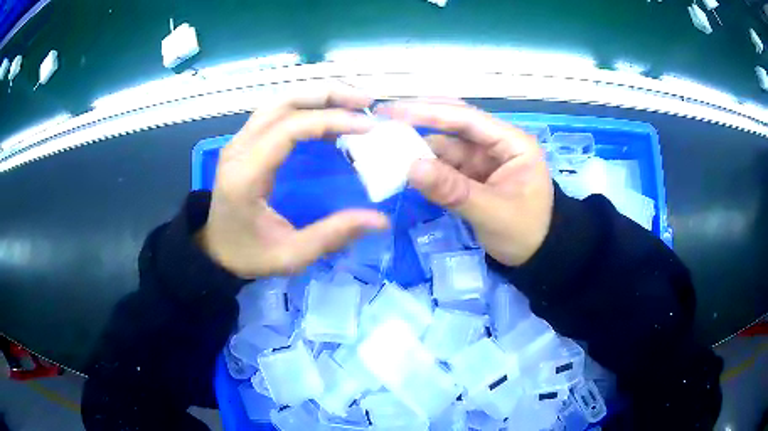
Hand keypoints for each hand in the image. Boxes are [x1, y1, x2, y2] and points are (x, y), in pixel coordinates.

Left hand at [198, 89, 389, 278]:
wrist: (215, 251)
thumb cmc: (249, 254)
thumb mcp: (291, 256)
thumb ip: (333, 236)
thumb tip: (380, 220)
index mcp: (246, 175)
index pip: (289, 128)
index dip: (330, 120)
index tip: (367, 127)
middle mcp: (239, 149)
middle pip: (283, 103)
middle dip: (328, 95)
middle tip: (365, 100)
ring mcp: (239, 142)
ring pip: (279, 102)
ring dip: (317, 96)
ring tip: (353, 102)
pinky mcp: (244, 142)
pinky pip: (276, 113)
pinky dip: (305, 107)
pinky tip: (329, 118)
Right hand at [376, 100, 553, 265]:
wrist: (538, 258)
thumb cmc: (526, 233)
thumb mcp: (492, 213)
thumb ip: (453, 191)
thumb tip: (410, 167)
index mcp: (512, 143)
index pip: (467, 118)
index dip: (430, 112)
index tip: (393, 111)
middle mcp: (496, 144)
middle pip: (453, 125)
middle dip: (419, 121)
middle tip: (381, 118)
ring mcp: (482, 160)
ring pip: (445, 145)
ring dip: (416, 146)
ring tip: (382, 143)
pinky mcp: (472, 177)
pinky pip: (444, 166)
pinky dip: (424, 166)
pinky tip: (401, 164)